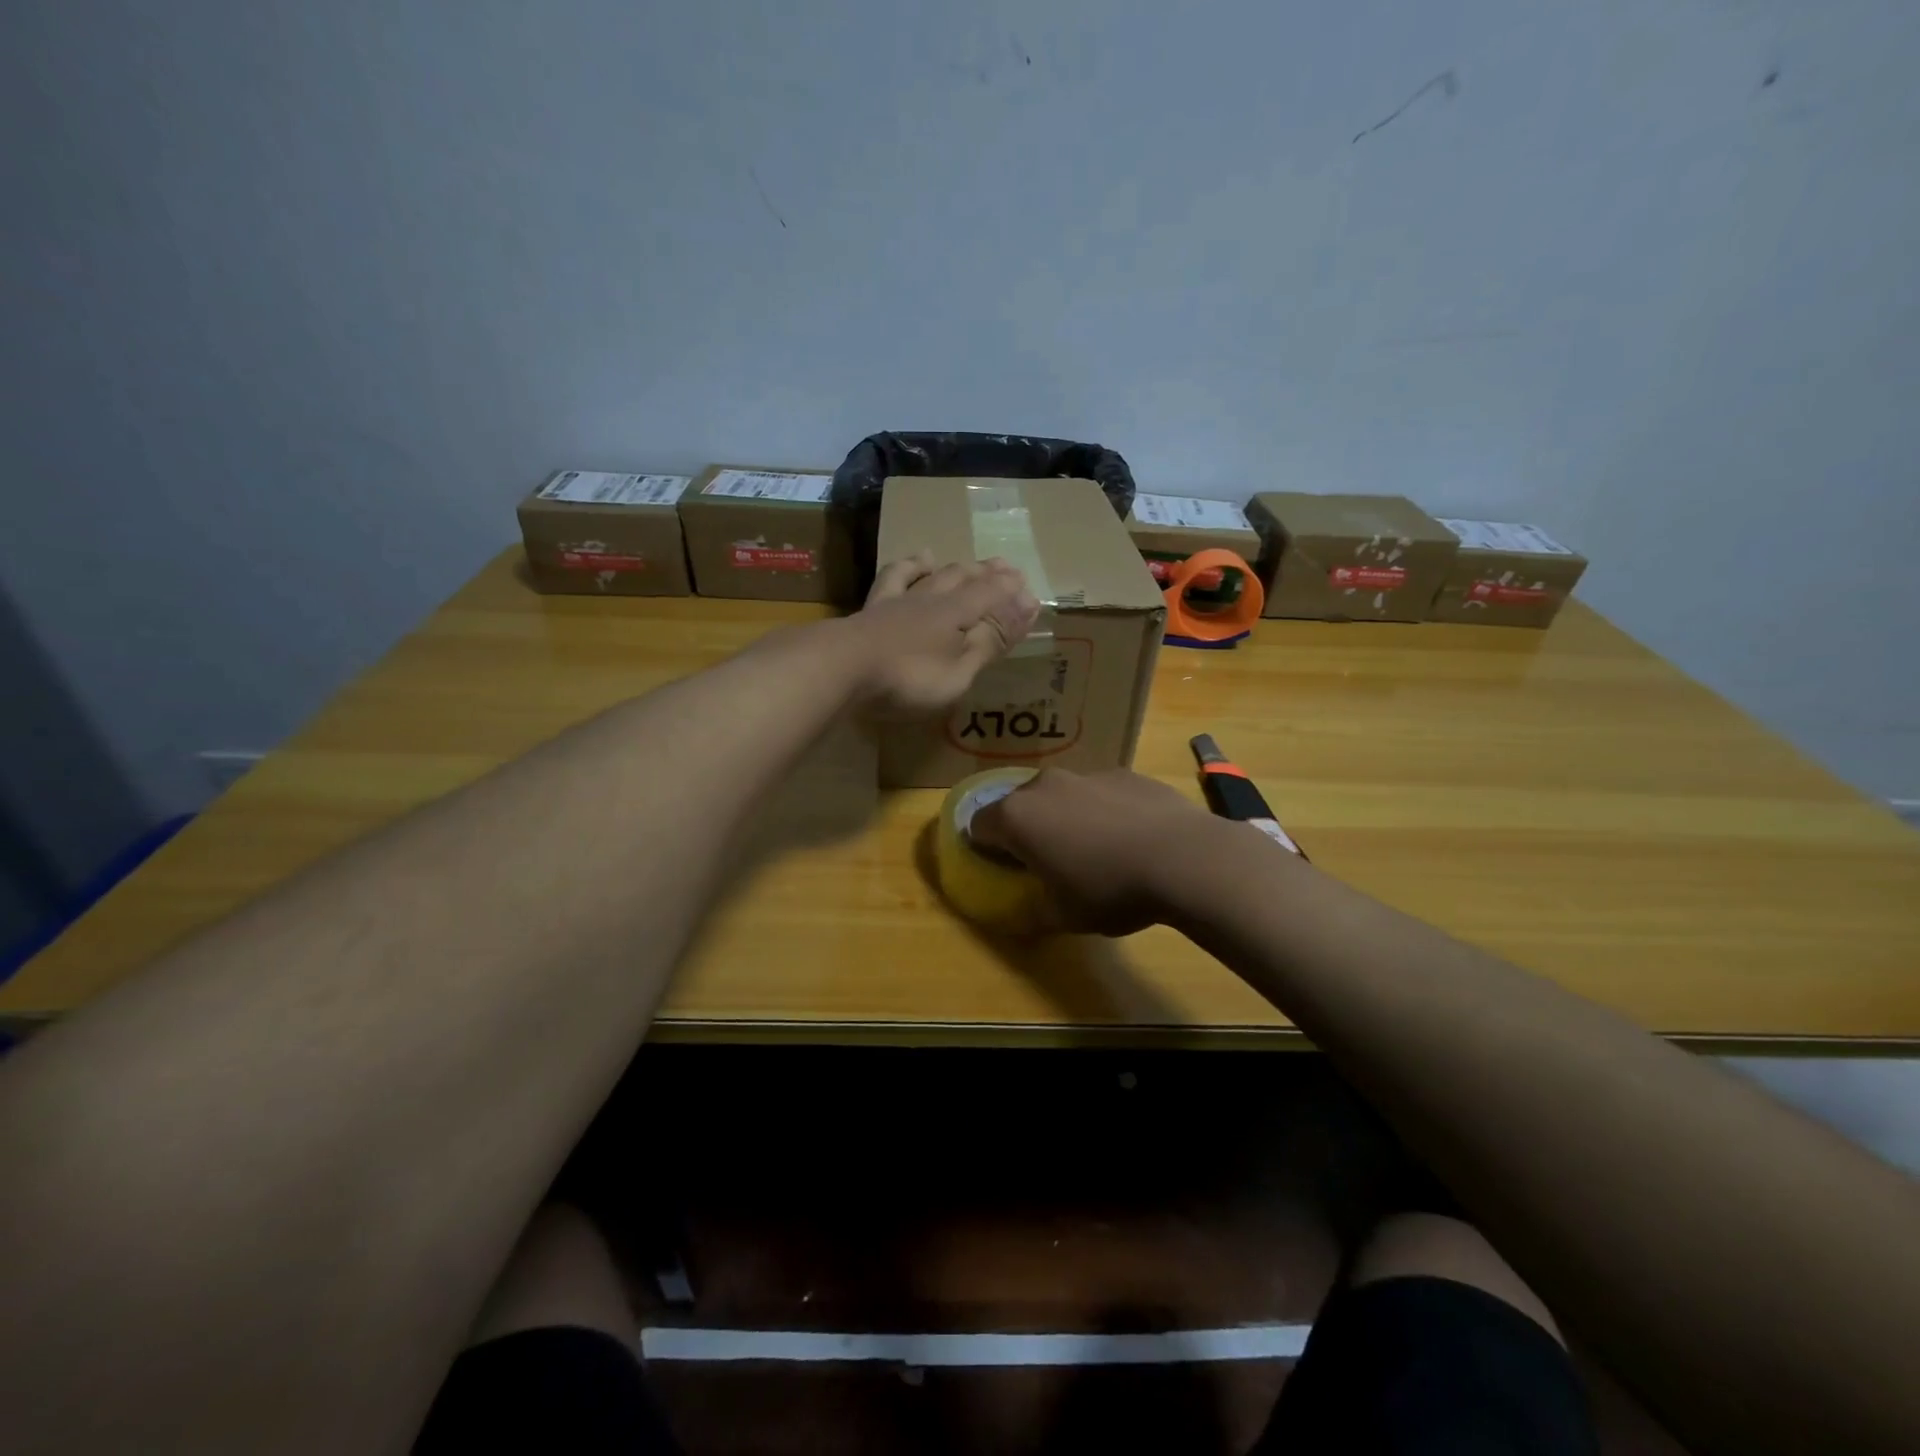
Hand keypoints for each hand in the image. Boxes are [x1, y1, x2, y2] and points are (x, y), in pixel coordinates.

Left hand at [839, 552, 1040, 717]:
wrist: (840, 668)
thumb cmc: (908, 678)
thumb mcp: (959, 671)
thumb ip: (989, 641)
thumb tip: (1026, 607)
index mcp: (956, 614)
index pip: (991, 596)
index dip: (1012, 594)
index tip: (1030, 591)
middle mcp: (929, 599)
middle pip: (963, 579)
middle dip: (987, 574)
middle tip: (1006, 567)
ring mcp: (897, 602)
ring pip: (930, 575)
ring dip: (950, 568)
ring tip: (961, 561)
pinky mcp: (870, 610)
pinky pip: (892, 579)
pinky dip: (906, 567)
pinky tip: (911, 562)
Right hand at [968, 768, 1229, 934]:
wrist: (1184, 858)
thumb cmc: (1110, 890)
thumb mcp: (1064, 917)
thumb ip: (1033, 912)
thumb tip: (1024, 915)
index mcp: (1017, 817)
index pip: (978, 826)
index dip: (985, 848)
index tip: (1005, 869)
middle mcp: (1044, 786)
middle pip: (1019, 805)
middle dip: (1026, 829)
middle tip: (1048, 861)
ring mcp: (1086, 774)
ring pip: (1061, 795)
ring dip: (1065, 817)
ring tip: (1095, 850)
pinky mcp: (1124, 773)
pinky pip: (1098, 792)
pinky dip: (1103, 810)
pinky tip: (1130, 838)